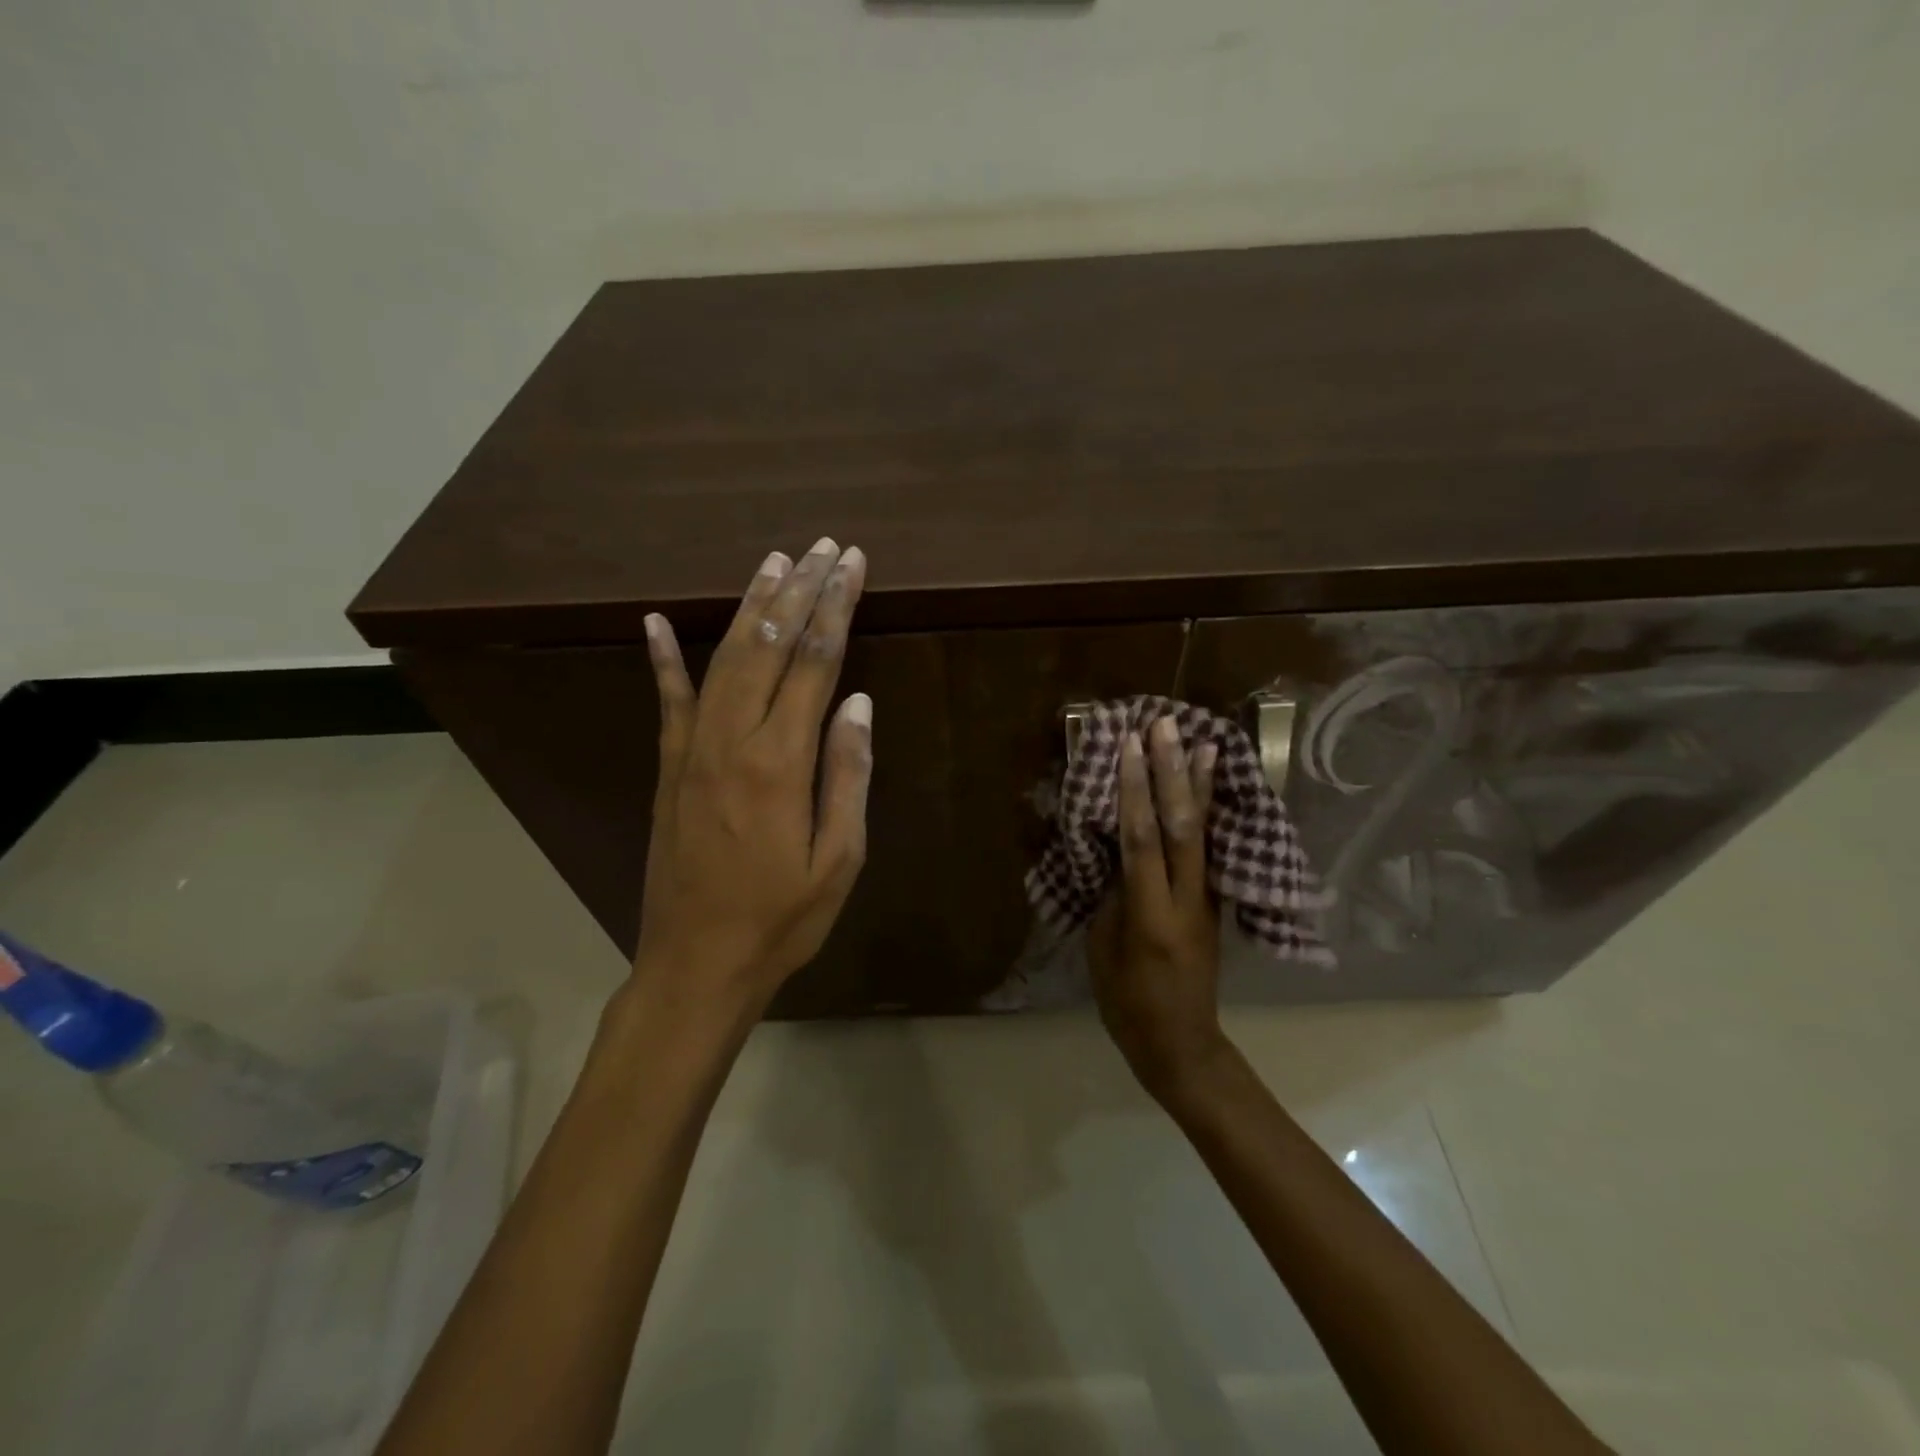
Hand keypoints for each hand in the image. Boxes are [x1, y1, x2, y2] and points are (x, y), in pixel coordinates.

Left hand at [632, 538, 872, 1023]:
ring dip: (750, 607)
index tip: (851, 564)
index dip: (836, 607)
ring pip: (724, 659)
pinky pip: (666, 701)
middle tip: (822, 546)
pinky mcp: (669, 767)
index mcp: (782, 761)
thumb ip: (848, 775)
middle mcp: (733, 740)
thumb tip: (858, 703)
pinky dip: (662, 658)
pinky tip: (655, 621)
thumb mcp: (839, 859)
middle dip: (800, 590)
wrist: (697, 962)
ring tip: (773, 562)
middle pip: (771, 646)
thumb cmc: (782, 919)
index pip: (816, 662)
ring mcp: (692, 750)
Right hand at [1087, 716, 1226, 1096]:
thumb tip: (1118, 851)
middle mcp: (1187, 899)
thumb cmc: (1128, 1003)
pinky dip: (1207, 813)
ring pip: (1203, 832)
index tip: (1129, 746)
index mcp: (1151, 915)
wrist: (1181, 1044)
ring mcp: (1207, 900)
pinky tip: (1208, 789)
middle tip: (1167, 725)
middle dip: (1173, 772)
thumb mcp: (1104, 950)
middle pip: (1181, 826)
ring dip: (1200, 784)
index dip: (1135, 790)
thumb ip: (1113, 895)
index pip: (1143, 840)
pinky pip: (1208, 849)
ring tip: (1204, 742)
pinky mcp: (1213, 903)